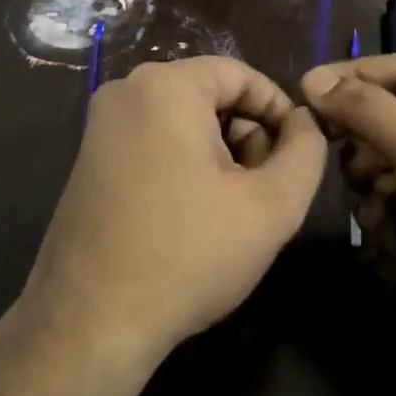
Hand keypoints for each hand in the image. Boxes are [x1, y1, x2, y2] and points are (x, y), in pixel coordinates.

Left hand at [20, 56, 327, 378]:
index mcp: (164, 86)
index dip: (278, 110)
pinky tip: (192, 217)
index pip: (240, 74)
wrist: (90, 322)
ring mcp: (100, 126)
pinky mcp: (89, 159)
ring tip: (229, 212)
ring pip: (184, 121)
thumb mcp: (270, 206)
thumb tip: (304, 123)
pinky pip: (154, 142)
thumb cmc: (187, 255)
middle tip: (261, 192)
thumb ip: (305, 152)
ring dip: (218, 156)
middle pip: (210, 96)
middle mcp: (125, 91)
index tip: (297, 155)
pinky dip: (184, 166)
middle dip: (246, 137)